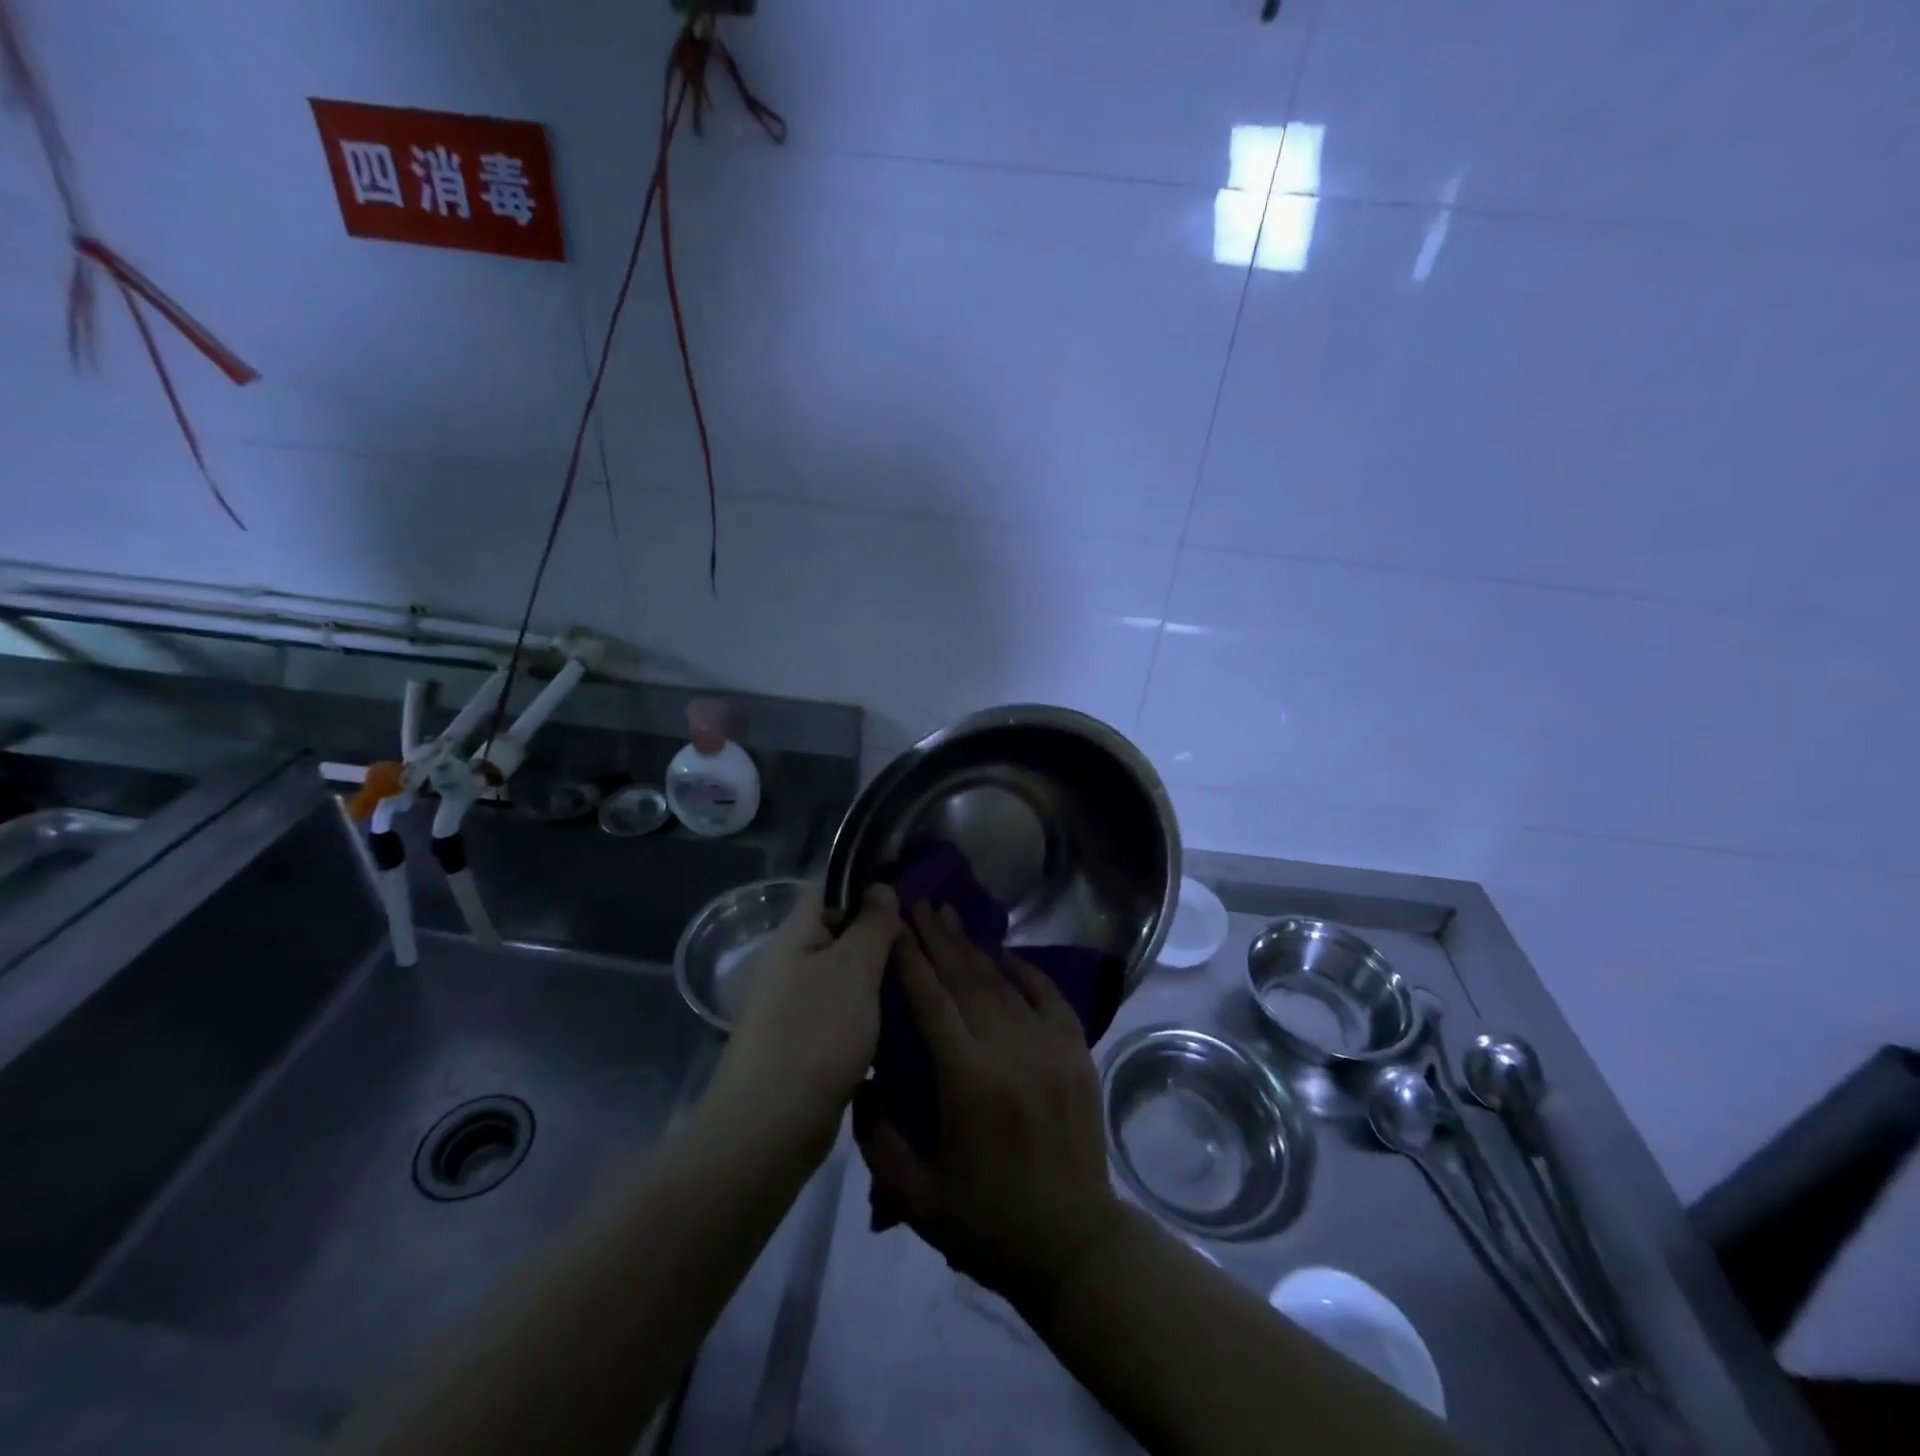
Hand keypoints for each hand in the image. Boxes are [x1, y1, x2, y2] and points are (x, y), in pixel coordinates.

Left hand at [721, 882, 898, 1148]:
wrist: (771, 1126)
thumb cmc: (816, 1033)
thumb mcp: (854, 968)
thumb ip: (871, 923)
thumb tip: (879, 887)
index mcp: (794, 934)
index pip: (829, 887)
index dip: (866, 883)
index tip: (908, 889)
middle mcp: (787, 962)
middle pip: (837, 930)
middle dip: (878, 932)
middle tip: (922, 937)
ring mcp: (790, 1004)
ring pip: (841, 973)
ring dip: (875, 974)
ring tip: (918, 974)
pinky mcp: (799, 1040)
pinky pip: (838, 1008)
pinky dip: (865, 1008)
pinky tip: (897, 1017)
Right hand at [852, 903, 1126, 1309]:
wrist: (1075, 1245)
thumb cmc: (989, 1224)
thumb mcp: (916, 1199)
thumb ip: (877, 1141)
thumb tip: (859, 1084)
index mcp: (968, 1082)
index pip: (932, 1003)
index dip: (910, 960)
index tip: (893, 926)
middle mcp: (1010, 1051)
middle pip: (967, 980)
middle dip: (938, 938)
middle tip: (918, 903)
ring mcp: (1050, 1047)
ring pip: (1004, 983)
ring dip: (974, 948)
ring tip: (950, 917)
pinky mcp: (1077, 1053)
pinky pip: (1050, 997)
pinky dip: (1028, 971)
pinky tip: (1008, 954)